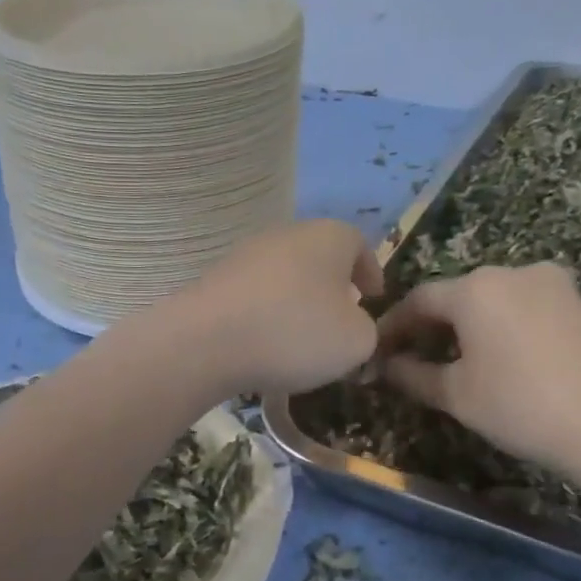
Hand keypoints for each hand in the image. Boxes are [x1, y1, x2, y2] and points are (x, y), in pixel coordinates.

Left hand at [172, 220, 383, 394]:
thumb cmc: (295, 332)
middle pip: (318, 256)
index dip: (370, 271)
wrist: (206, 341)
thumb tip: (353, 326)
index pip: (359, 244)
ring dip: (296, 301)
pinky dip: (264, 314)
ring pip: (283, 275)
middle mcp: (286, 235)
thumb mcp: (355, 341)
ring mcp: (245, 255)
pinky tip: (263, 344)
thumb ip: (366, 330)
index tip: (374, 296)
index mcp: (329, 238)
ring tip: (300, 337)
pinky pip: (253, 295)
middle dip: (332, 286)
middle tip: (340, 318)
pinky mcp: (214, 280)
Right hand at [375, 263, 580, 474]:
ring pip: (493, 300)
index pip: (419, 300)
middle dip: (431, 325)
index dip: (393, 326)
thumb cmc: (520, 406)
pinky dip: (502, 326)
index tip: (377, 351)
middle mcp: (512, 272)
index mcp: (475, 288)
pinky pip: (524, 307)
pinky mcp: (579, 302)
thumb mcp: (456, 395)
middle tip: (412, 359)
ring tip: (455, 361)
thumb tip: (386, 367)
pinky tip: (501, 358)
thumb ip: (413, 376)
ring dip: (468, 325)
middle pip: (457, 295)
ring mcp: (552, 284)